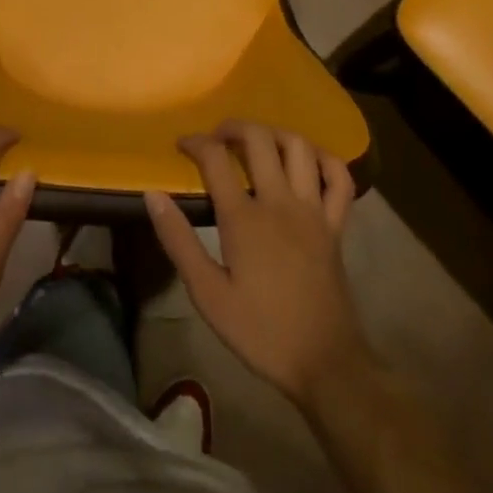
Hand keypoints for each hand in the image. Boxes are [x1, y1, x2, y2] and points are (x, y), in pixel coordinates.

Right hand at [144, 120, 368, 407]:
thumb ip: (179, 241)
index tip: (182, 144)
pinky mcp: (336, 225)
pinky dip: (325, 160)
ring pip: (299, 147)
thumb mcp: (208, 295)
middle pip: (259, 139)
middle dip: (234, 127)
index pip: (215, 158)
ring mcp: (313, 210)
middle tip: (218, 138)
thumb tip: (153, 195)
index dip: (195, 143)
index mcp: (244, 218)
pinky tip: (308, 162)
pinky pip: (339, 179)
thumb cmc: (261, 331)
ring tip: (258, 143)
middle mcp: (279, 201)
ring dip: (275, 134)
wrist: (325, 364)